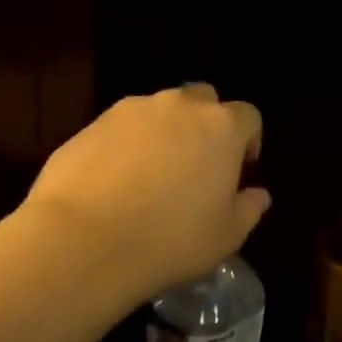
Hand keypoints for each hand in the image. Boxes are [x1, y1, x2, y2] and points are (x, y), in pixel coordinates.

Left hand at [21, 84, 270, 302]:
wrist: (84, 240)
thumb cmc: (171, 239)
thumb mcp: (226, 236)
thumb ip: (248, 209)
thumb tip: (258, 194)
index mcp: (221, 127)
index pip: (247, 116)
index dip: (248, 140)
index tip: (240, 170)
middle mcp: (178, 106)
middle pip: (203, 100)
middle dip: (206, 125)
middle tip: (198, 165)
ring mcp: (130, 111)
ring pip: (159, 112)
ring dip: (165, 133)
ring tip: (153, 176)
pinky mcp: (91, 125)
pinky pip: (121, 128)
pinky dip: (127, 146)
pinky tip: (117, 183)